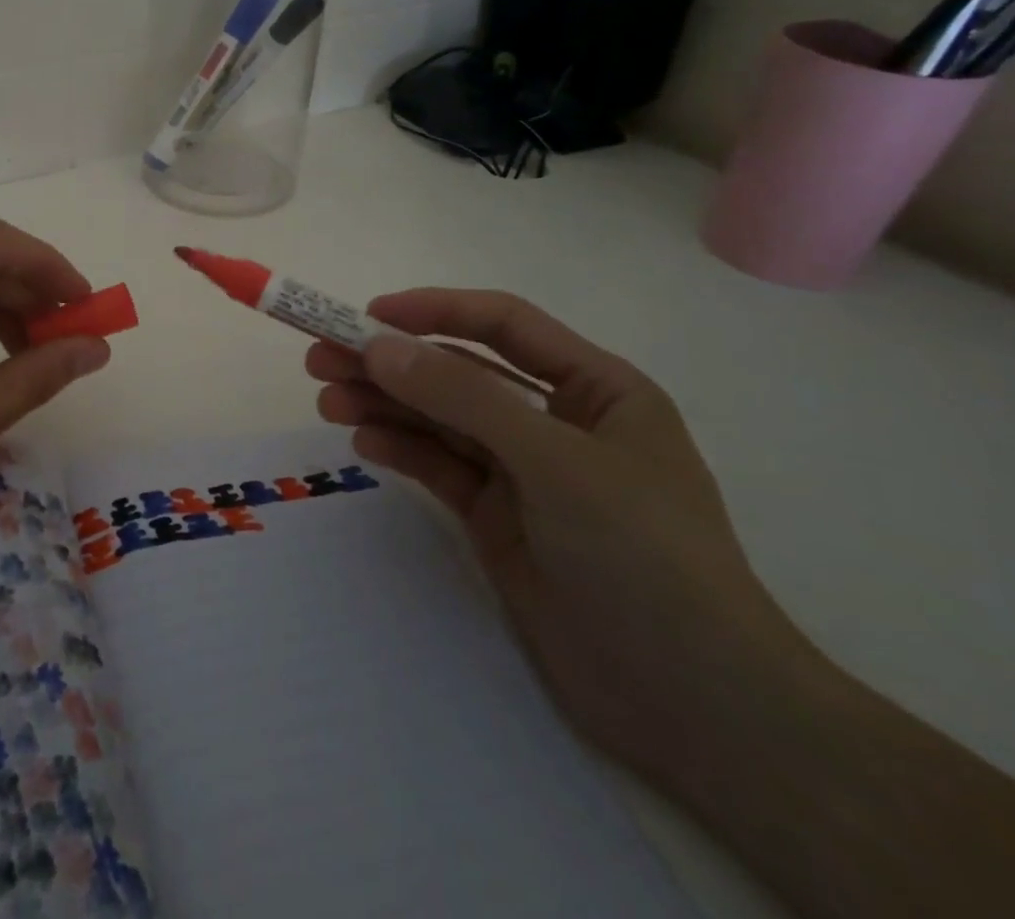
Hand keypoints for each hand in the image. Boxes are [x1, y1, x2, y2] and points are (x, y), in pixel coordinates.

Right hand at [306, 290, 820, 789]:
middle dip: (391, 362)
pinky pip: (438, 466)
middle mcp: (555, 420)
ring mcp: (523, 472)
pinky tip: (362, 442)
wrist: (694, 704)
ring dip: (384, 404)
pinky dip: (400, 449)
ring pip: (439, 419)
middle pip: (458, 372)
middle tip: (320, 360)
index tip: (366, 314)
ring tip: (327, 400)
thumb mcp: (555, 462)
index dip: (434, 310)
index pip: (503, 325)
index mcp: (595, 389)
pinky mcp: (496, 517)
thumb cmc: (644, 556)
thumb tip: (378, 346)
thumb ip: (463, 398)